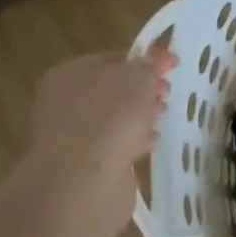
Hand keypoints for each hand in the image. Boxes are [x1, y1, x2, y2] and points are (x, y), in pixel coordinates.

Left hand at [27, 48, 176, 219]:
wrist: (85, 178)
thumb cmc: (110, 116)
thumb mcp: (137, 78)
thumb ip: (149, 65)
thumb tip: (157, 58)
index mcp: (69, 73)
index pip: (112, 59)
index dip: (145, 60)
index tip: (173, 66)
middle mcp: (63, 102)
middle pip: (111, 89)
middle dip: (142, 90)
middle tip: (167, 95)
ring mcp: (70, 135)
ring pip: (113, 118)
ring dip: (139, 117)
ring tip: (162, 119)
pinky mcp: (83, 164)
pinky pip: (113, 145)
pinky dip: (132, 142)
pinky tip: (150, 144)